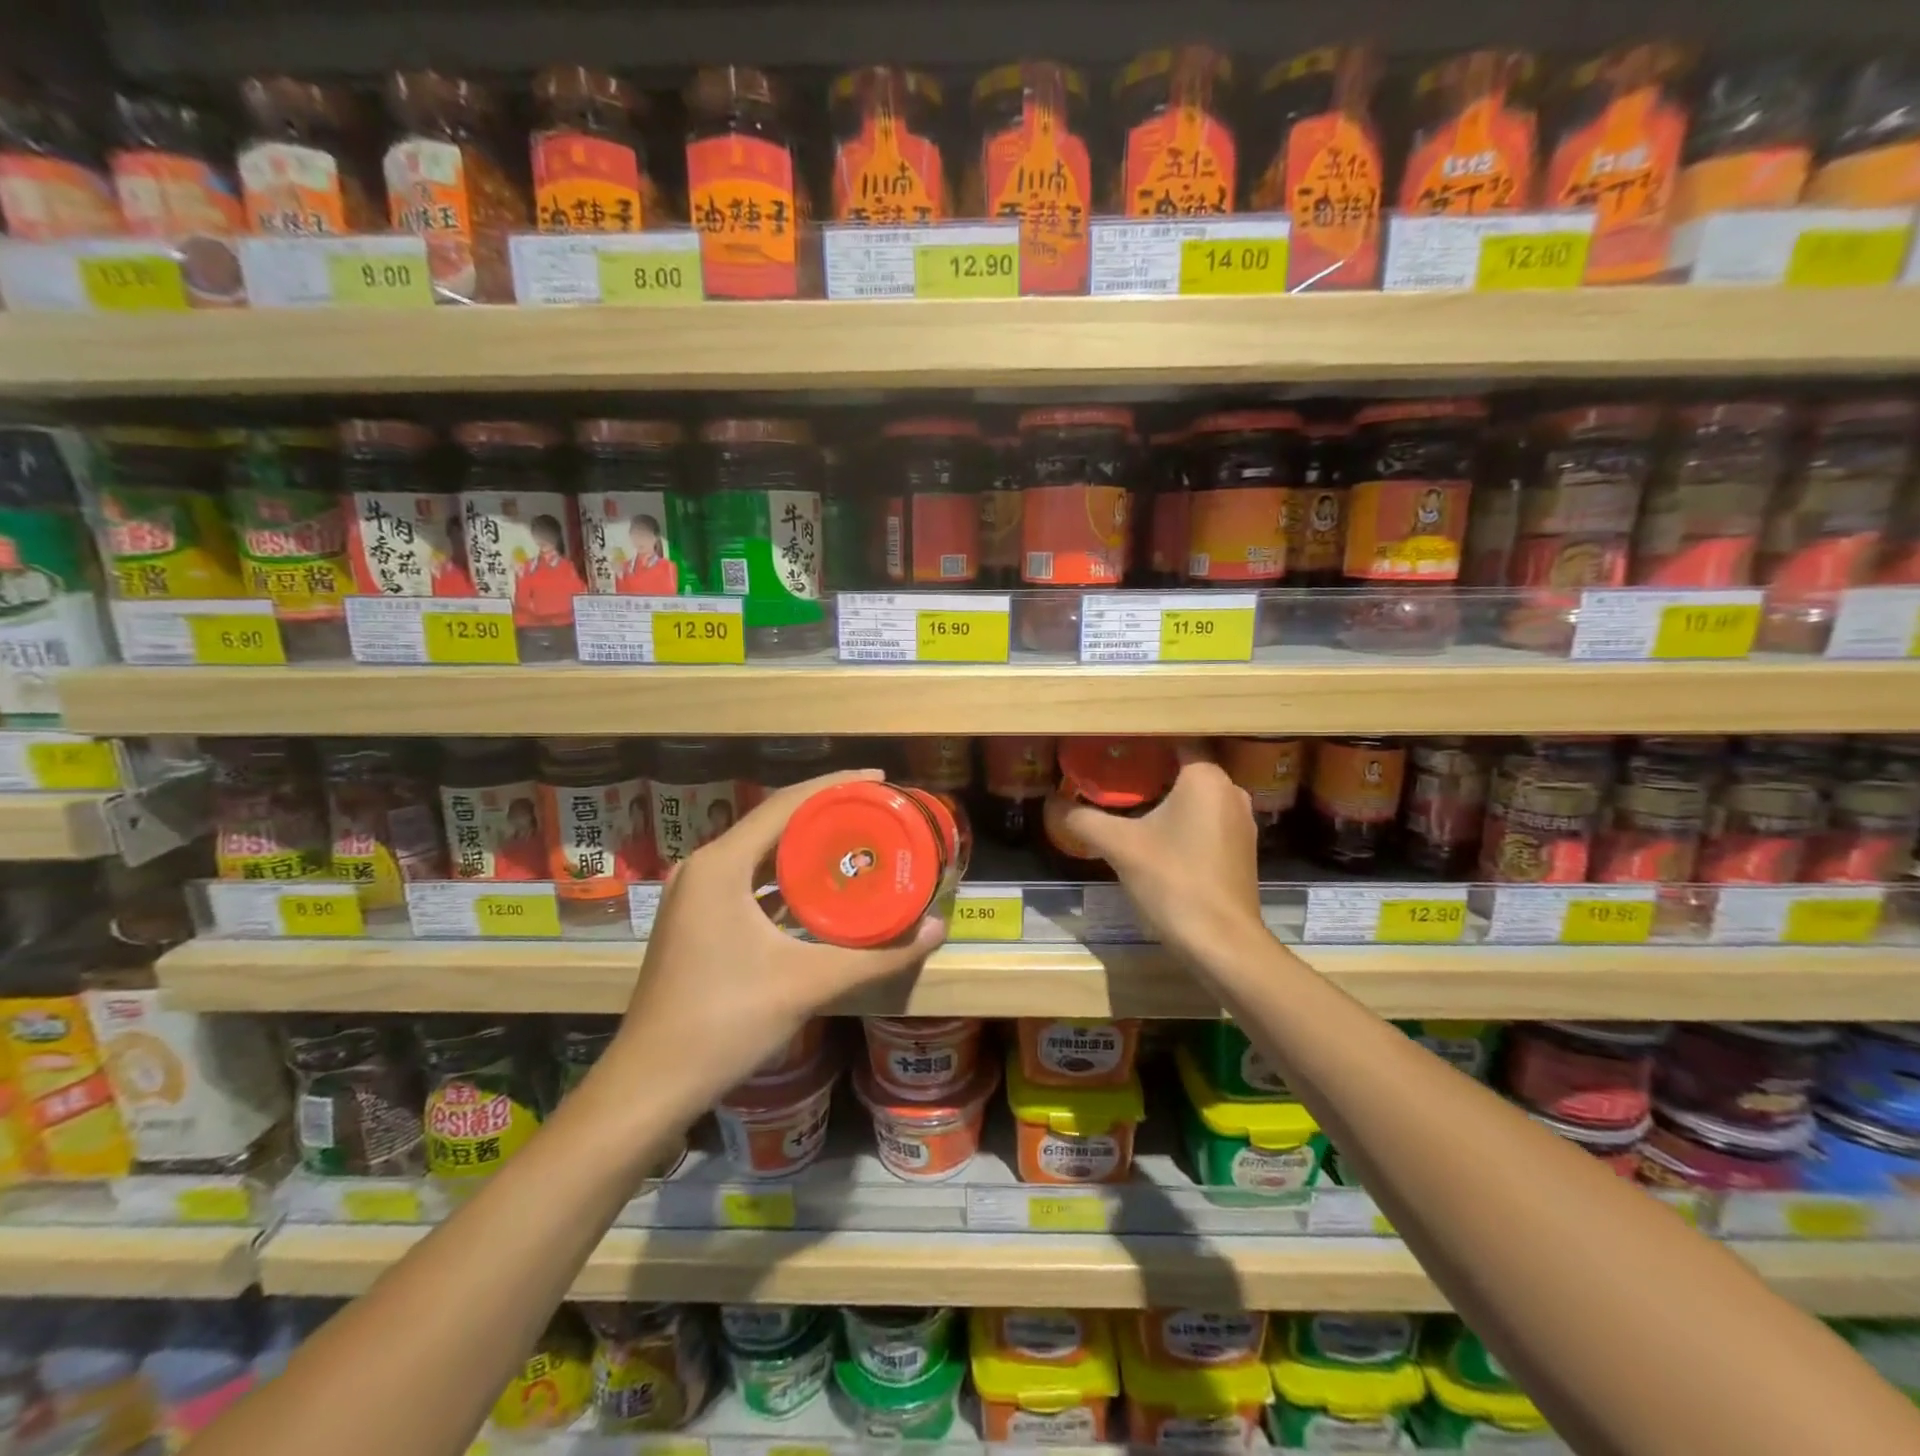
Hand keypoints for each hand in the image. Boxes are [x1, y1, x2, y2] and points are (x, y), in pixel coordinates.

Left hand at [604, 770, 945, 1112]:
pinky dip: (786, 876)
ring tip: (856, 839)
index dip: (835, 786)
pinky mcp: (696, 920)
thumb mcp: (807, 983)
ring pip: (760, 852)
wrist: (650, 1083)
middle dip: (826, 812)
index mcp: (721, 865)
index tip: (880, 778)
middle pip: (774, 822)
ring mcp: (694, 895)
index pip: (786, 805)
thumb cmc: (725, 1022)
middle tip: (877, 810)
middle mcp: (703, 868)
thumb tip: (937, 929)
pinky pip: (749, 880)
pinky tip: (820, 888)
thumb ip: (876, 956)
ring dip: (805, 845)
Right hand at [1062, 743, 1268, 976]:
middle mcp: (1231, 791)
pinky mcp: (1241, 849)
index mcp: (1206, 777)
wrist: (1221, 942)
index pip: (1175, 740)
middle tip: (1112, 774)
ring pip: (1197, 796)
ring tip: (1128, 802)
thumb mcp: (1120, 846)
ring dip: (1166, 797)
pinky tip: (1156, 835)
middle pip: (1184, 768)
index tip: (1113, 746)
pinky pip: (1206, 820)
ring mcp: (1241, 822)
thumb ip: (1084, 820)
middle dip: (1150, 770)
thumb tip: (1053, 804)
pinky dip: (1183, 820)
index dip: (1142, 742)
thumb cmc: (1173, 880)